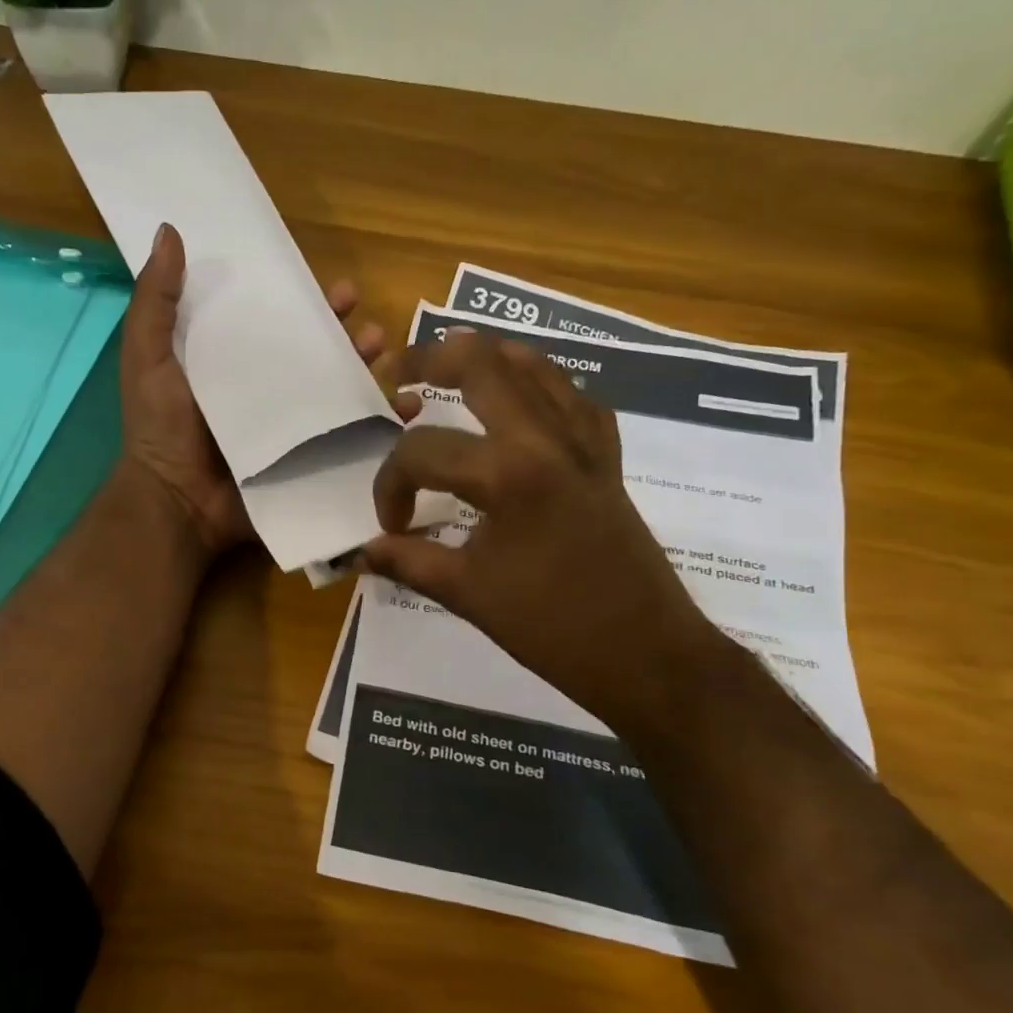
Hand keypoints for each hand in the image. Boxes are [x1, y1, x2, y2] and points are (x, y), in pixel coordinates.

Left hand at [117, 223, 386, 555]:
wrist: (177, 504)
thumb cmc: (161, 429)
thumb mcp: (148, 358)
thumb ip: (157, 302)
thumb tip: (170, 231)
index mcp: (234, 365)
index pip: (278, 325)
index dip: (308, 304)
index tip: (335, 287)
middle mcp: (267, 393)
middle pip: (317, 356)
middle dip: (349, 337)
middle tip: (369, 327)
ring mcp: (291, 431)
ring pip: (340, 393)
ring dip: (369, 371)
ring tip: (385, 354)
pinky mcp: (307, 462)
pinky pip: (351, 440)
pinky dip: (383, 425)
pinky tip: (406, 409)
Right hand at [361, 330, 727, 737]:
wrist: (647, 654)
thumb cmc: (554, 629)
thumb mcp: (468, 595)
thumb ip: (409, 562)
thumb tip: (364, 550)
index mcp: (508, 474)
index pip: (422, 453)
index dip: (390, 486)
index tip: (391, 527)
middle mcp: (547, 439)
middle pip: (482, 364)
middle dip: (428, 359)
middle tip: (396, 372)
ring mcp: (585, 443)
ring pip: (536, 366)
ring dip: (487, 357)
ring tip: (451, 367)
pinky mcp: (608, 459)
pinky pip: (574, 399)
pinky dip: (542, 387)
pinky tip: (523, 405)